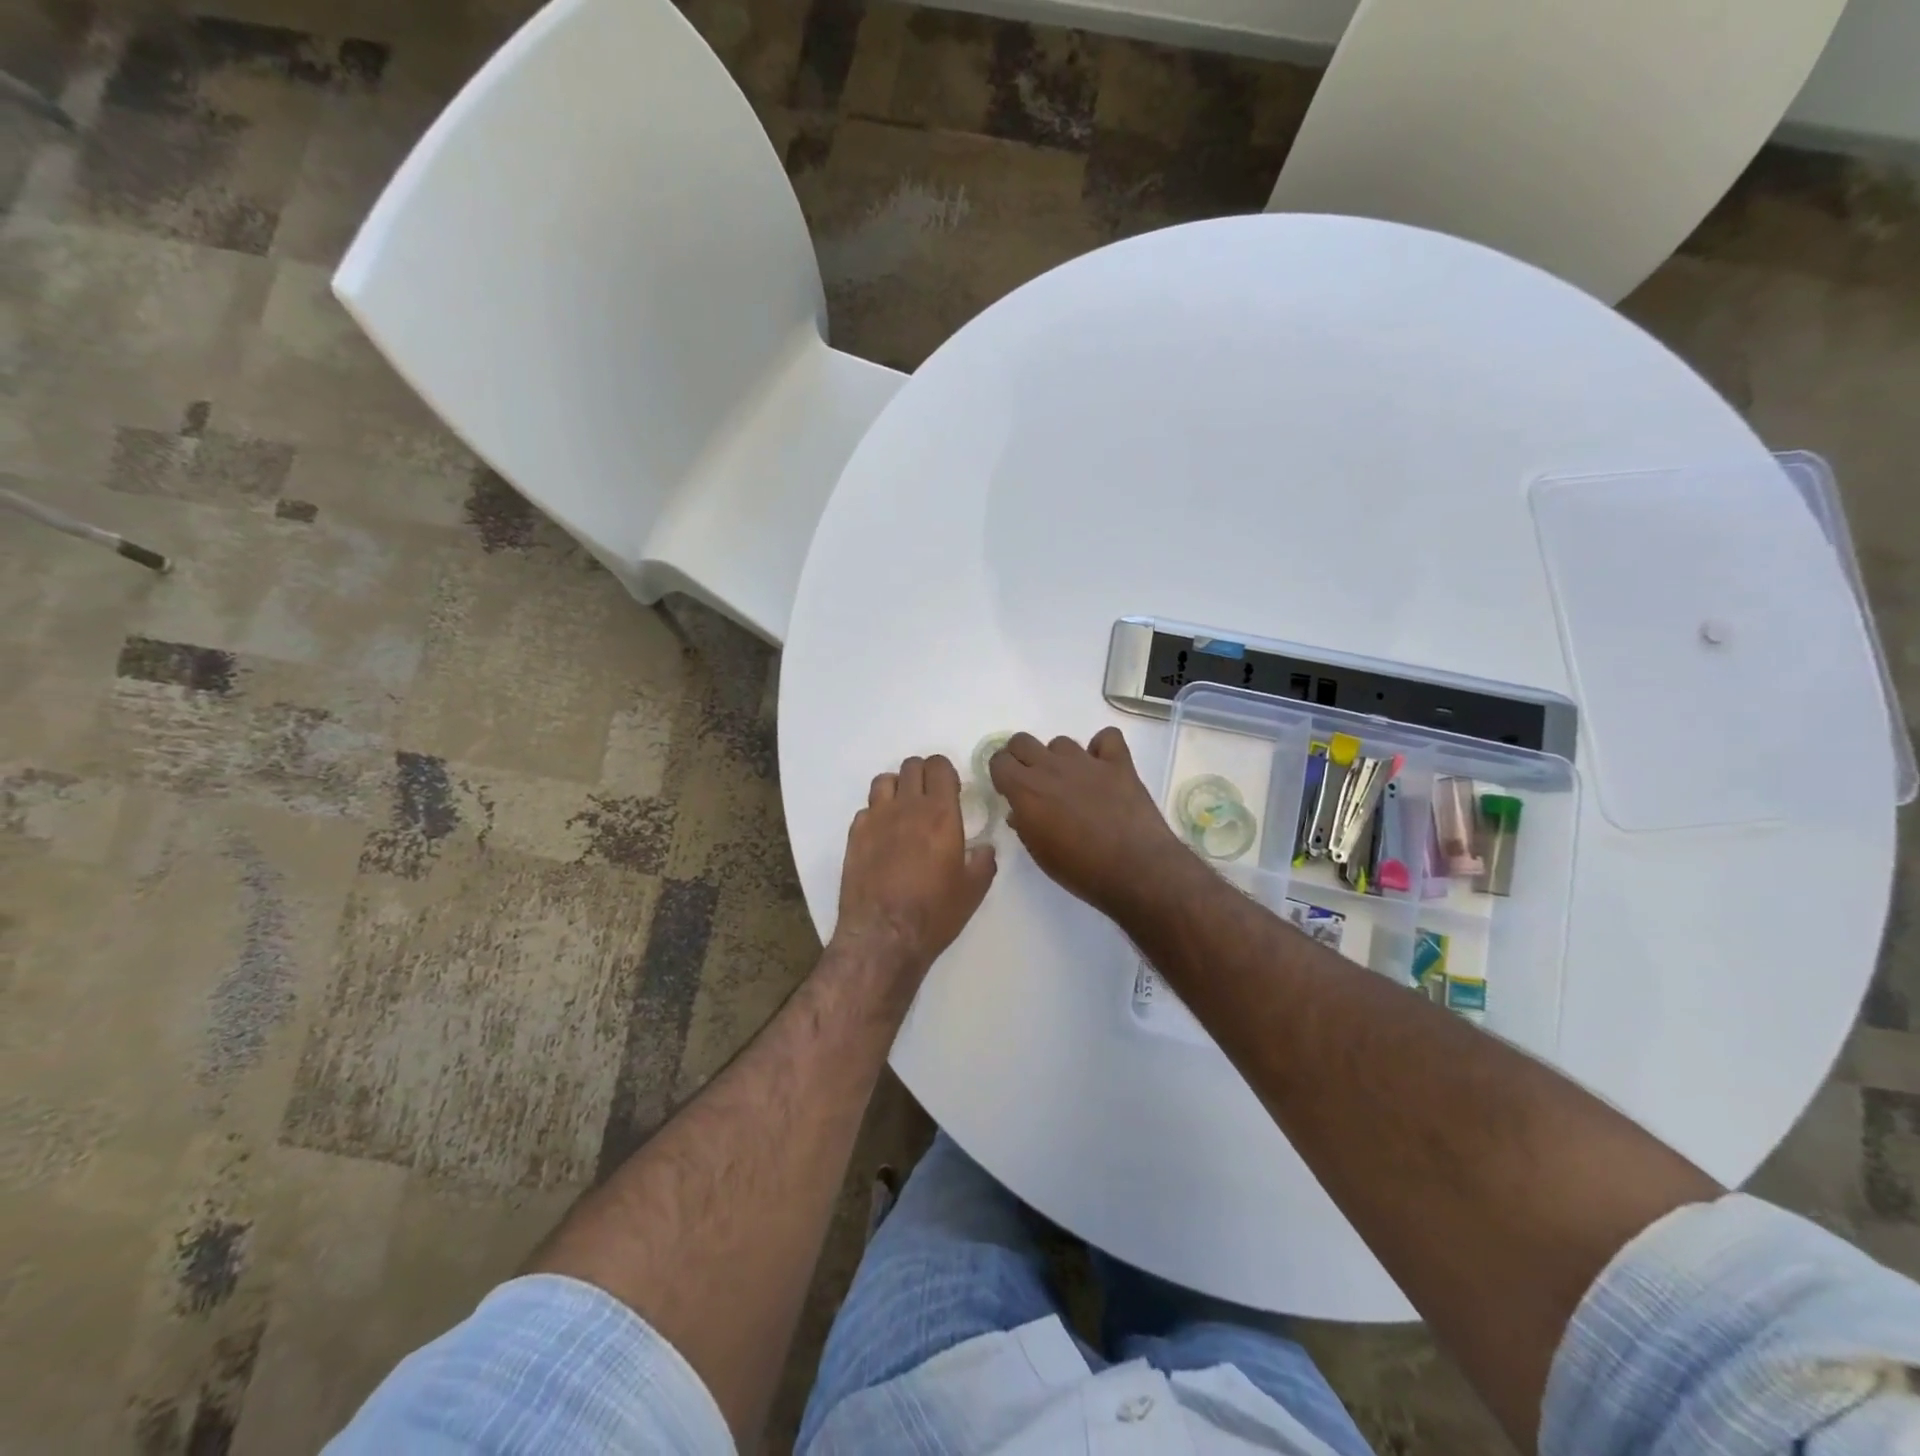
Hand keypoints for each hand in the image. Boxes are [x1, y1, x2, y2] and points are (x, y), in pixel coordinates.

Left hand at [835, 755, 996, 979]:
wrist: (883, 936)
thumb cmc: (934, 913)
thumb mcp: (973, 891)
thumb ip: (983, 861)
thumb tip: (984, 848)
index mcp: (940, 813)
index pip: (939, 766)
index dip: (946, 772)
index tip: (952, 790)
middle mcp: (906, 807)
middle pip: (911, 766)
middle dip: (923, 775)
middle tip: (930, 798)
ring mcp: (876, 819)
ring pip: (884, 780)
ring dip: (897, 788)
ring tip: (904, 810)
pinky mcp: (854, 835)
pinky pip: (866, 809)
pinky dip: (876, 814)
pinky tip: (883, 835)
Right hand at [989, 728, 1188, 917]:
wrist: (1135, 869)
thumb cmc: (1080, 870)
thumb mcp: (1039, 853)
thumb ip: (1024, 825)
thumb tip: (1019, 811)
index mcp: (1026, 790)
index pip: (999, 760)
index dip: (1002, 773)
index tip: (1009, 790)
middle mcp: (1051, 767)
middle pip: (1022, 741)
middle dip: (1023, 757)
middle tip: (1034, 781)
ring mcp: (1086, 761)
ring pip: (1061, 742)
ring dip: (1061, 758)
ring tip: (1073, 782)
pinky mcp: (1119, 763)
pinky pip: (1107, 737)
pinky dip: (1102, 748)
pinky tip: (1104, 767)